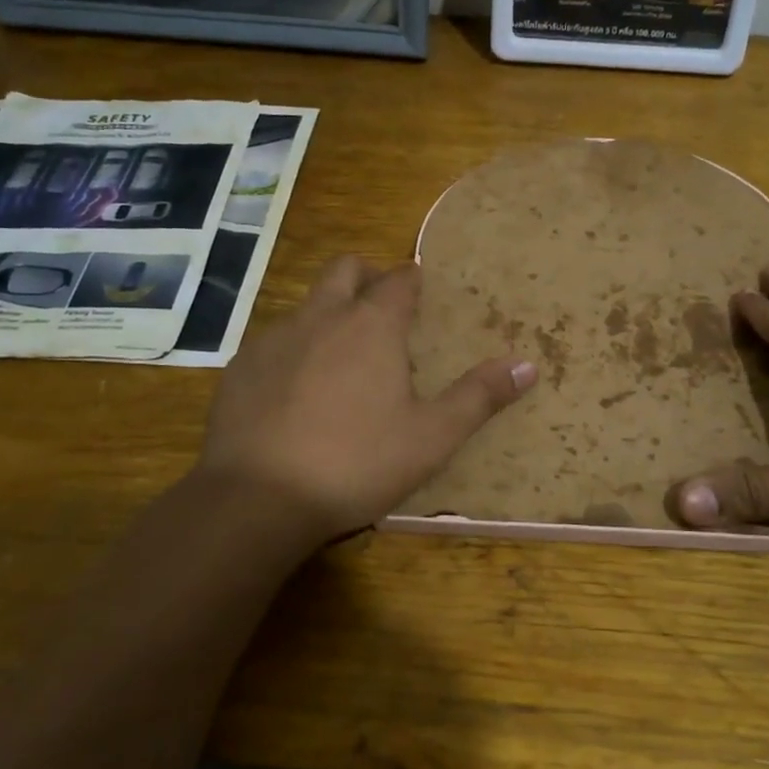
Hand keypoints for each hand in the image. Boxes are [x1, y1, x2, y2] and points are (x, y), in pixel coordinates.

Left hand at [197, 256, 536, 539]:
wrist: (258, 498)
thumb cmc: (357, 463)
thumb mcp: (431, 437)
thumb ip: (479, 397)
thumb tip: (528, 365)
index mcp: (372, 326)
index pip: (399, 280)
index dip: (414, 281)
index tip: (422, 292)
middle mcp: (321, 317)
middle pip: (345, 270)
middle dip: (367, 277)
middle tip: (384, 312)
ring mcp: (274, 339)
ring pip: (307, 306)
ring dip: (329, 315)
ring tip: (343, 360)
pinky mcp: (240, 368)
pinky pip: (274, 342)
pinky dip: (293, 352)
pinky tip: (296, 395)